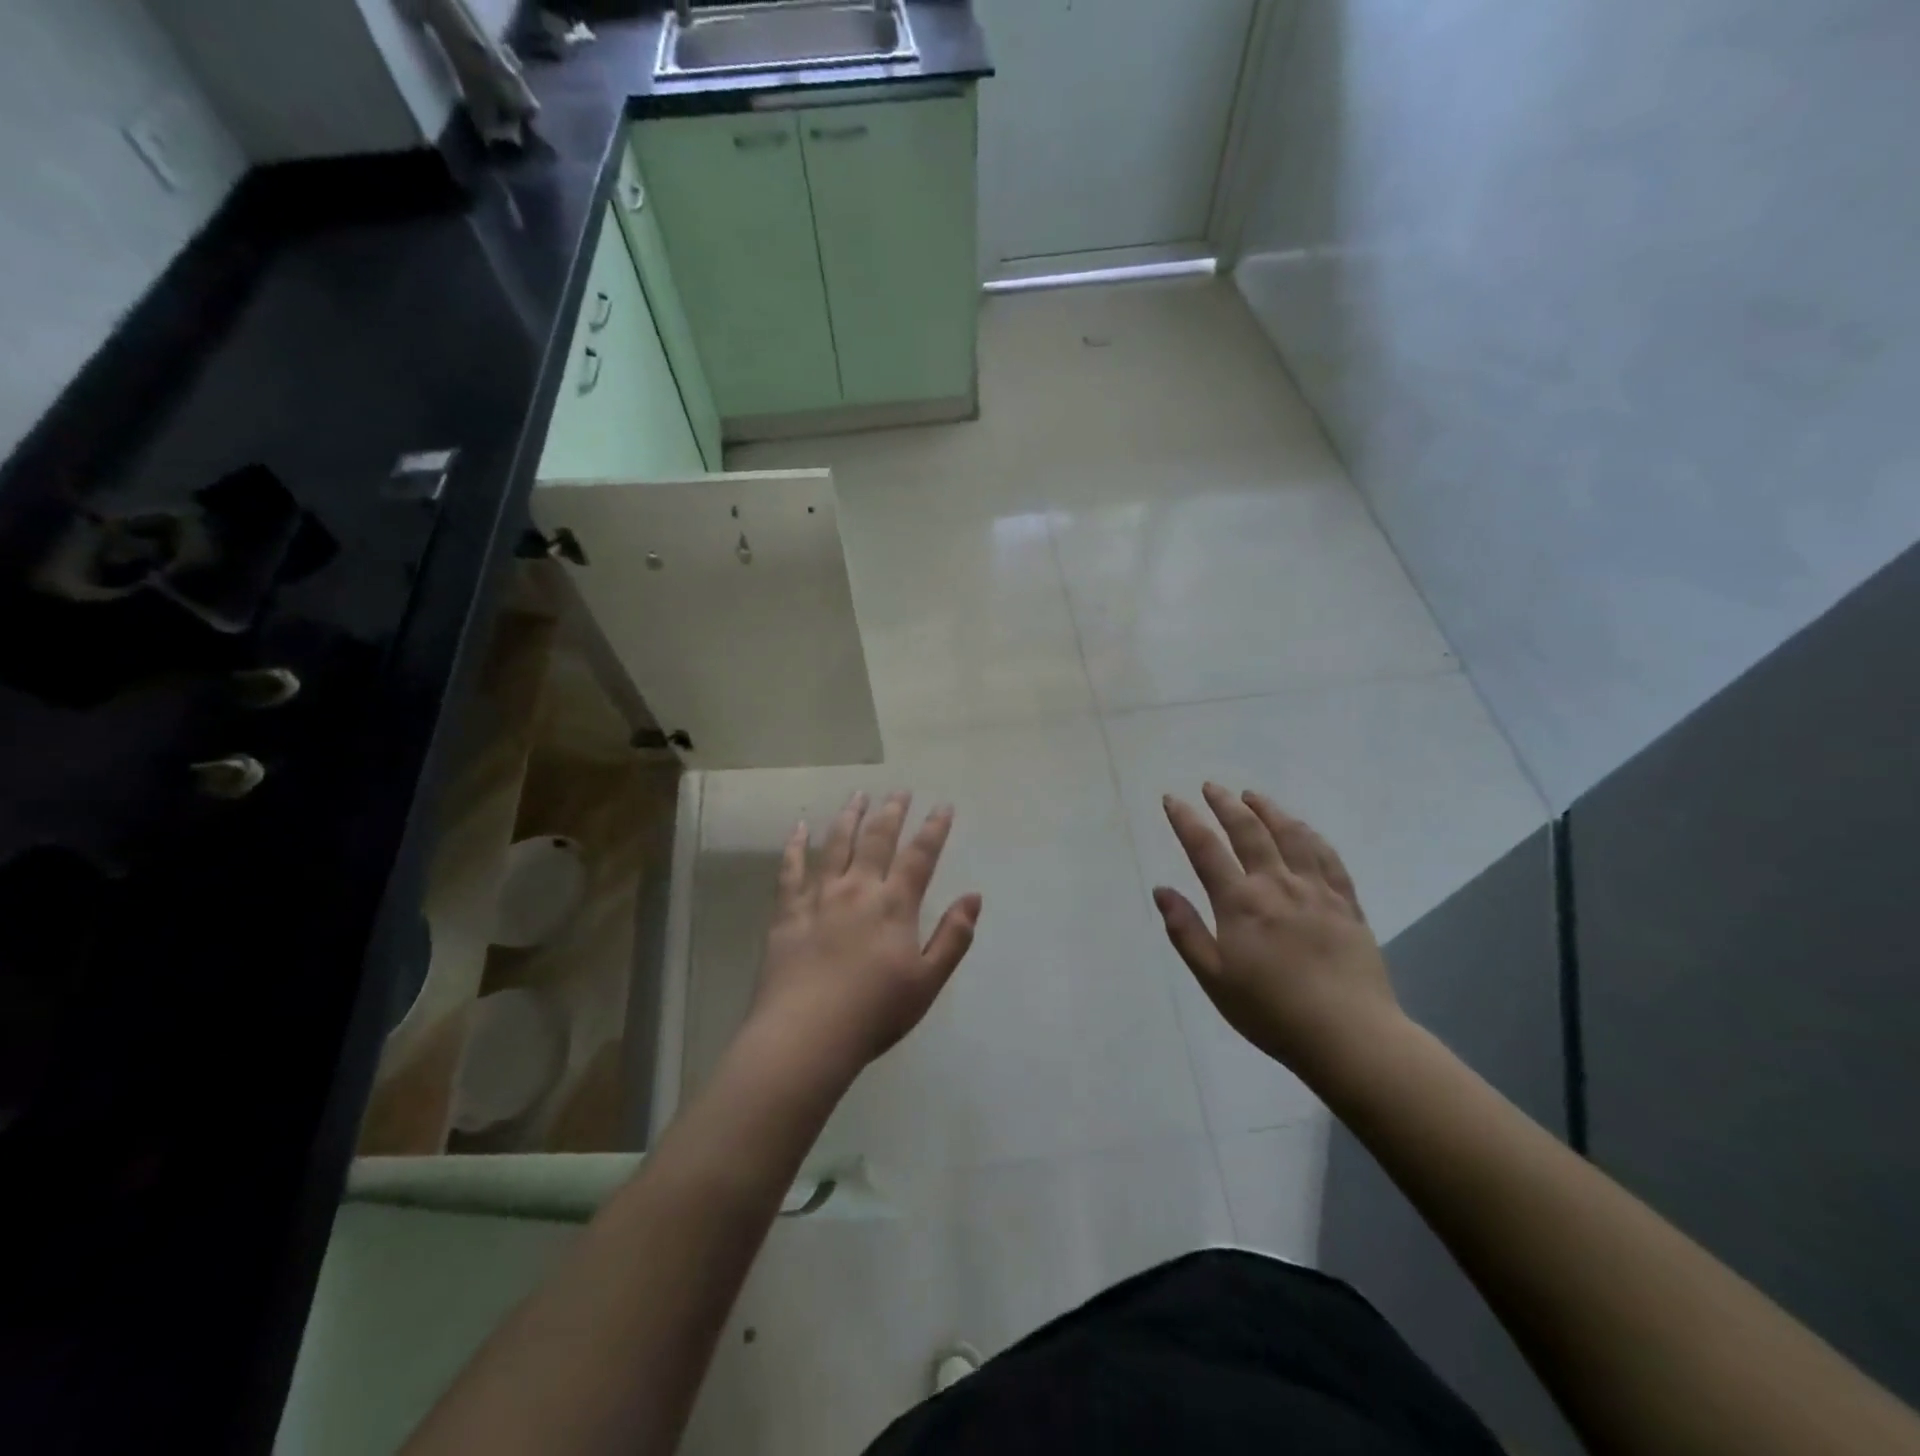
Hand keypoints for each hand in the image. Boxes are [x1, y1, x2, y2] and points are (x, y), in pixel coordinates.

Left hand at [749, 791, 981, 1081]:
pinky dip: (795, 846)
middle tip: (900, 791)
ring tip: (858, 795)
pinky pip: (790, 869)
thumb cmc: (873, 1013)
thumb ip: (953, 937)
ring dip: (849, 816)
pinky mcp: (788, 911)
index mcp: (894, 905)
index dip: (934, 829)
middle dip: (892, 811)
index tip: (943, 806)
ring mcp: (819, 897)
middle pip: (877, 839)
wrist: (806, 1036)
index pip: (920, 856)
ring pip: (836, 844)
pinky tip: (799, 828)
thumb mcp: (927, 982)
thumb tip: (974, 897)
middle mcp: (858, 889)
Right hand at [1154, 784, 1400, 1081]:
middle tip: (1211, 787)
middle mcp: (1277, 885)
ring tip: (1253, 796)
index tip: (1172, 799)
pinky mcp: (1348, 904)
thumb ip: (1186, 931)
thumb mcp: (1214, 979)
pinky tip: (1303, 829)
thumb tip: (1161, 890)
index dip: (1185, 820)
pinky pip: (1328, 857)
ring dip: (1269, 810)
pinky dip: (1310, 835)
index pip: (1205, 849)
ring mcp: (1317, 891)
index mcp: (1241, 903)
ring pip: (1291, 835)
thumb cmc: (1271, 1012)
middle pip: (1249, 831)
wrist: (1350, 1037)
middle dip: (1226, 804)